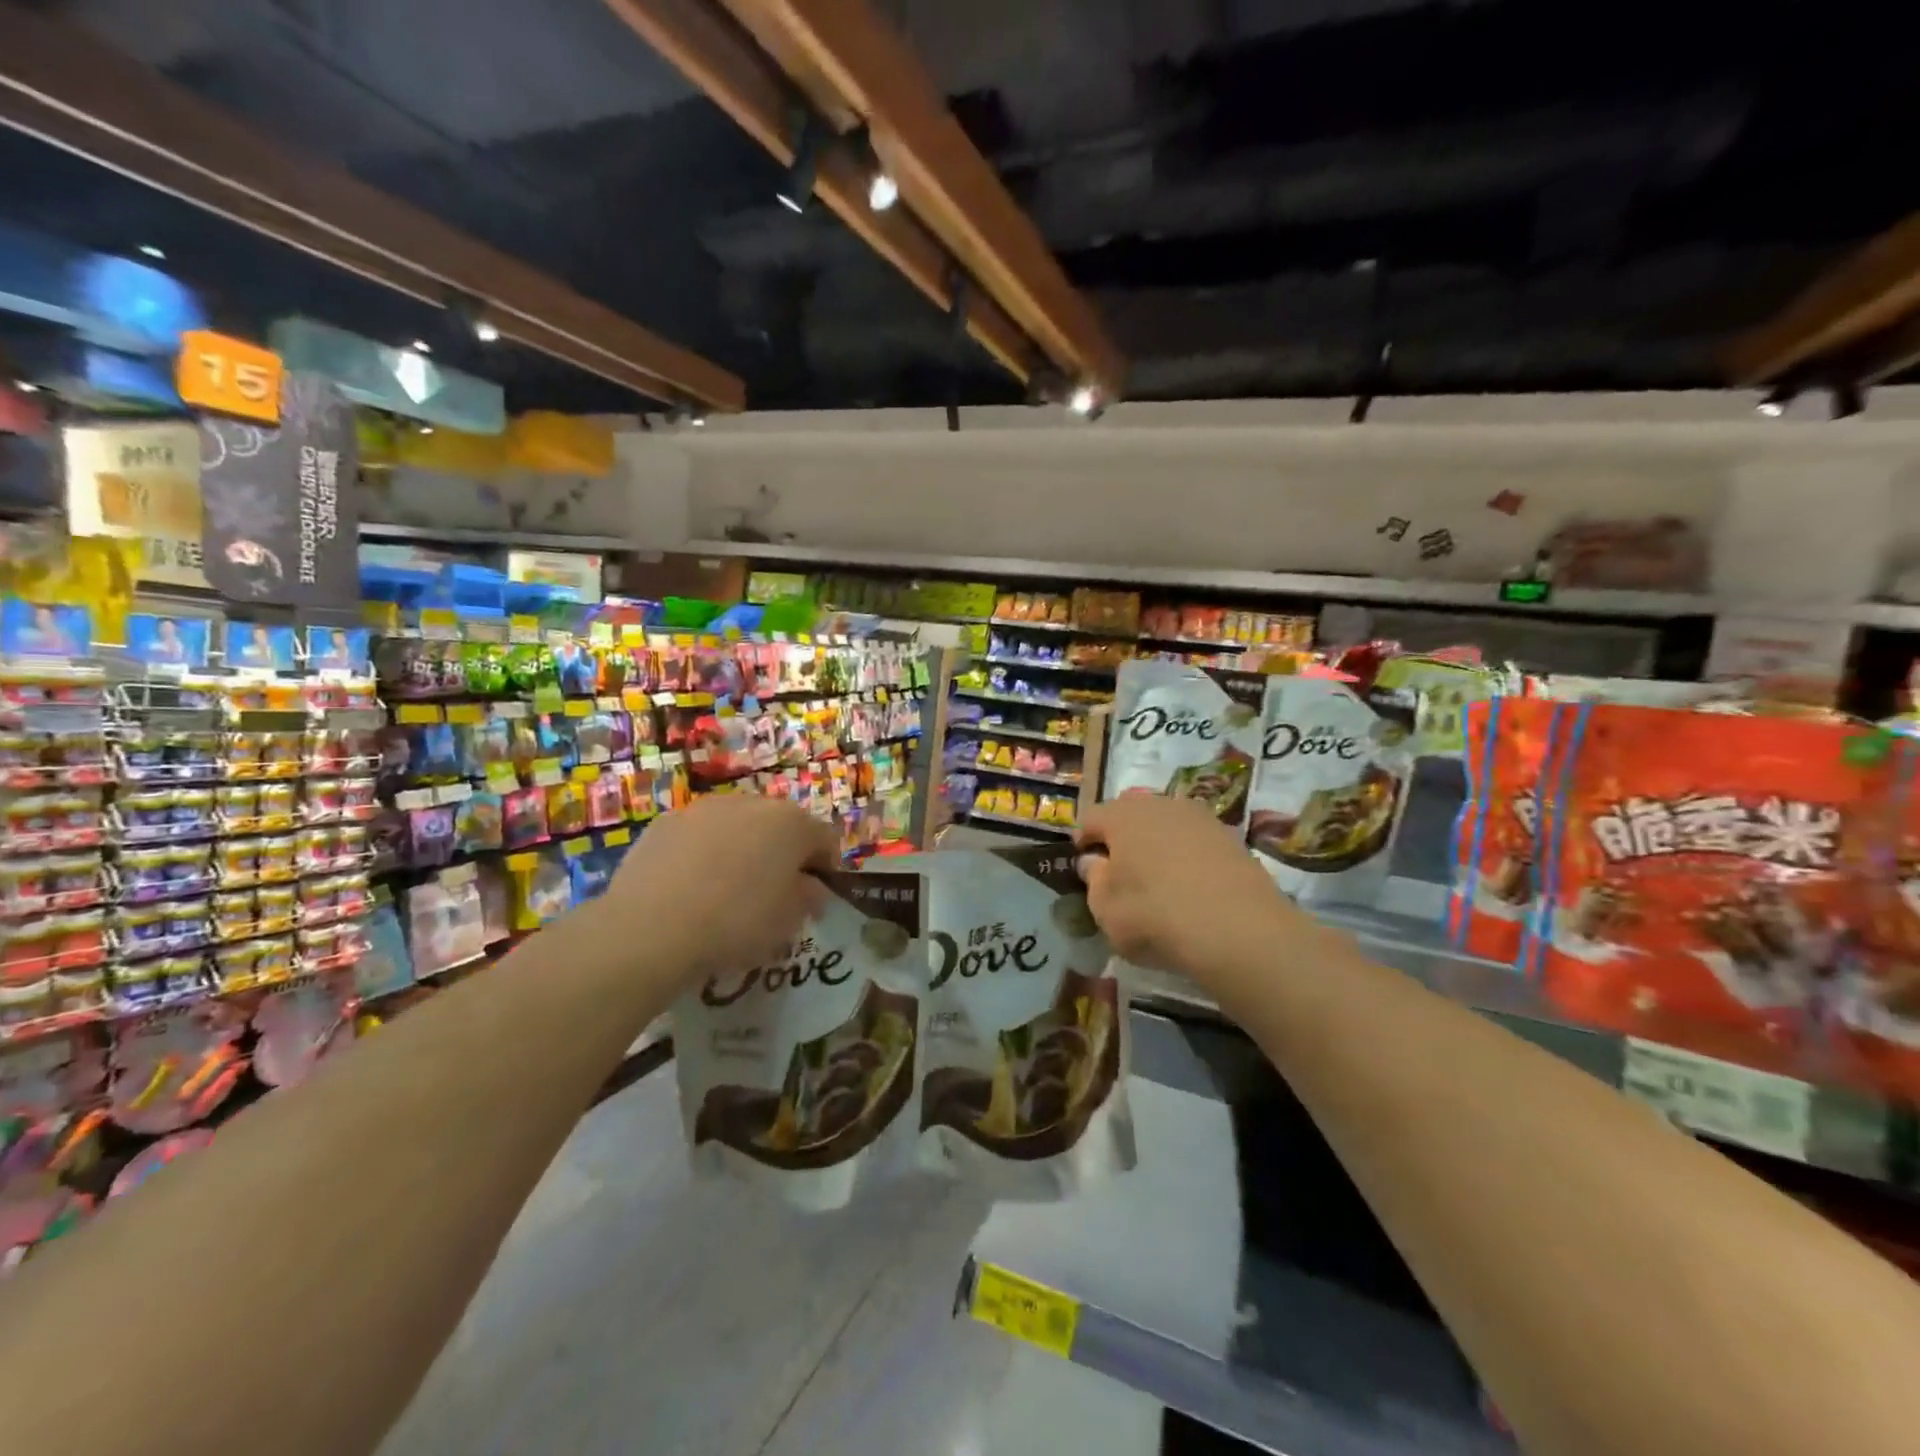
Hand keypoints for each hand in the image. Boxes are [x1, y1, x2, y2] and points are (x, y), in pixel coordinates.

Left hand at [591, 795, 838, 988]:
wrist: (650, 927)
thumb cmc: (736, 922)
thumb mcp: (789, 922)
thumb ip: (809, 898)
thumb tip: (810, 887)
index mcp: (791, 823)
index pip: (824, 838)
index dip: (825, 867)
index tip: (815, 896)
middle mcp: (752, 803)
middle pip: (780, 826)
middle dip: (782, 854)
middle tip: (773, 892)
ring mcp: (704, 809)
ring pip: (736, 826)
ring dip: (741, 850)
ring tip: (726, 891)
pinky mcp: (665, 822)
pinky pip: (697, 836)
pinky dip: (702, 854)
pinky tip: (689, 889)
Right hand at [1075, 794, 1300, 985]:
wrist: (1240, 931)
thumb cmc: (1156, 917)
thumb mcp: (1105, 910)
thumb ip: (1093, 880)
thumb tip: (1095, 862)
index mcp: (1122, 815)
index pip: (1090, 818)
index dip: (1082, 842)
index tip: (1084, 868)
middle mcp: (1160, 805)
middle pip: (1129, 814)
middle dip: (1121, 837)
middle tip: (1119, 872)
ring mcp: (1200, 818)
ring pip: (1165, 824)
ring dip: (1156, 844)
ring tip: (1157, 880)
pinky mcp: (1230, 837)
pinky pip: (1194, 841)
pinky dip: (1186, 857)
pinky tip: (1190, 886)